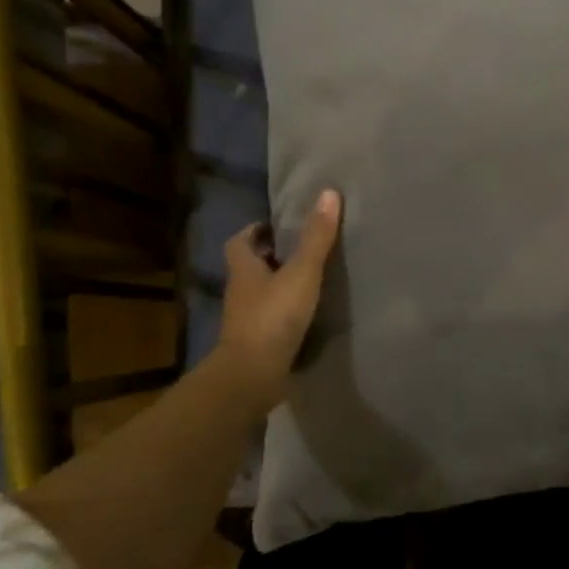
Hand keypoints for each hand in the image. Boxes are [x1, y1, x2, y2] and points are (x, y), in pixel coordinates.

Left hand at [214, 188, 341, 412]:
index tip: (276, 227)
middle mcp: (240, 293)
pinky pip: (269, 320)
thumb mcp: (301, 273)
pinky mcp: (256, 344)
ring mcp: (245, 321)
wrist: (252, 375)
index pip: (240, 242)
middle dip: (270, 258)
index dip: (254, 232)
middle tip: (299, 251)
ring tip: (309, 281)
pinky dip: (283, 314)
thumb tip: (329, 193)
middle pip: (250, 268)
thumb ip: (316, 238)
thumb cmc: (273, 317)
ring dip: (277, 286)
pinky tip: (306, 316)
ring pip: (260, 295)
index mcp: (243, 270)